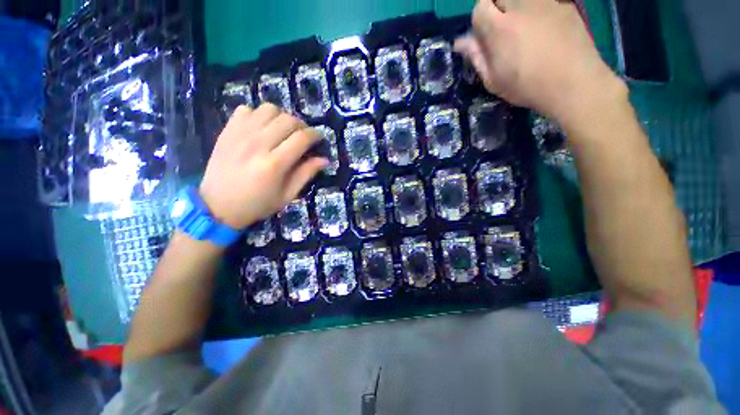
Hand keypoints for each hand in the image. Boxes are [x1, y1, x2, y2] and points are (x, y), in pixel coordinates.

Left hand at [199, 104, 326, 228]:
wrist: (217, 205)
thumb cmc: (257, 204)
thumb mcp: (287, 195)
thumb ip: (306, 174)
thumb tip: (325, 159)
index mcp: (274, 164)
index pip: (302, 138)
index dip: (315, 135)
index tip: (319, 138)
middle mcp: (258, 144)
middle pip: (288, 119)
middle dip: (302, 125)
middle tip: (303, 136)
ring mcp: (240, 134)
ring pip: (269, 109)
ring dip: (282, 117)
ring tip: (283, 130)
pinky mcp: (227, 131)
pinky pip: (247, 109)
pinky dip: (259, 115)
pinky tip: (262, 129)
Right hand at [455, 0, 625, 127]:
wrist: (573, 83)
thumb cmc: (527, 87)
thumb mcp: (494, 80)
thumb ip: (477, 57)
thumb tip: (461, 42)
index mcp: (500, 28)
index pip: (480, 6)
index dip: (480, 20)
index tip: (485, 36)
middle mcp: (522, 6)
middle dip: (496, 8)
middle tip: (502, 29)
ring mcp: (546, 2)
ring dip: (517, 7)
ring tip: (524, 28)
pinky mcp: (564, 4)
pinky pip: (543, 1)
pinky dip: (538, 10)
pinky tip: (544, 29)